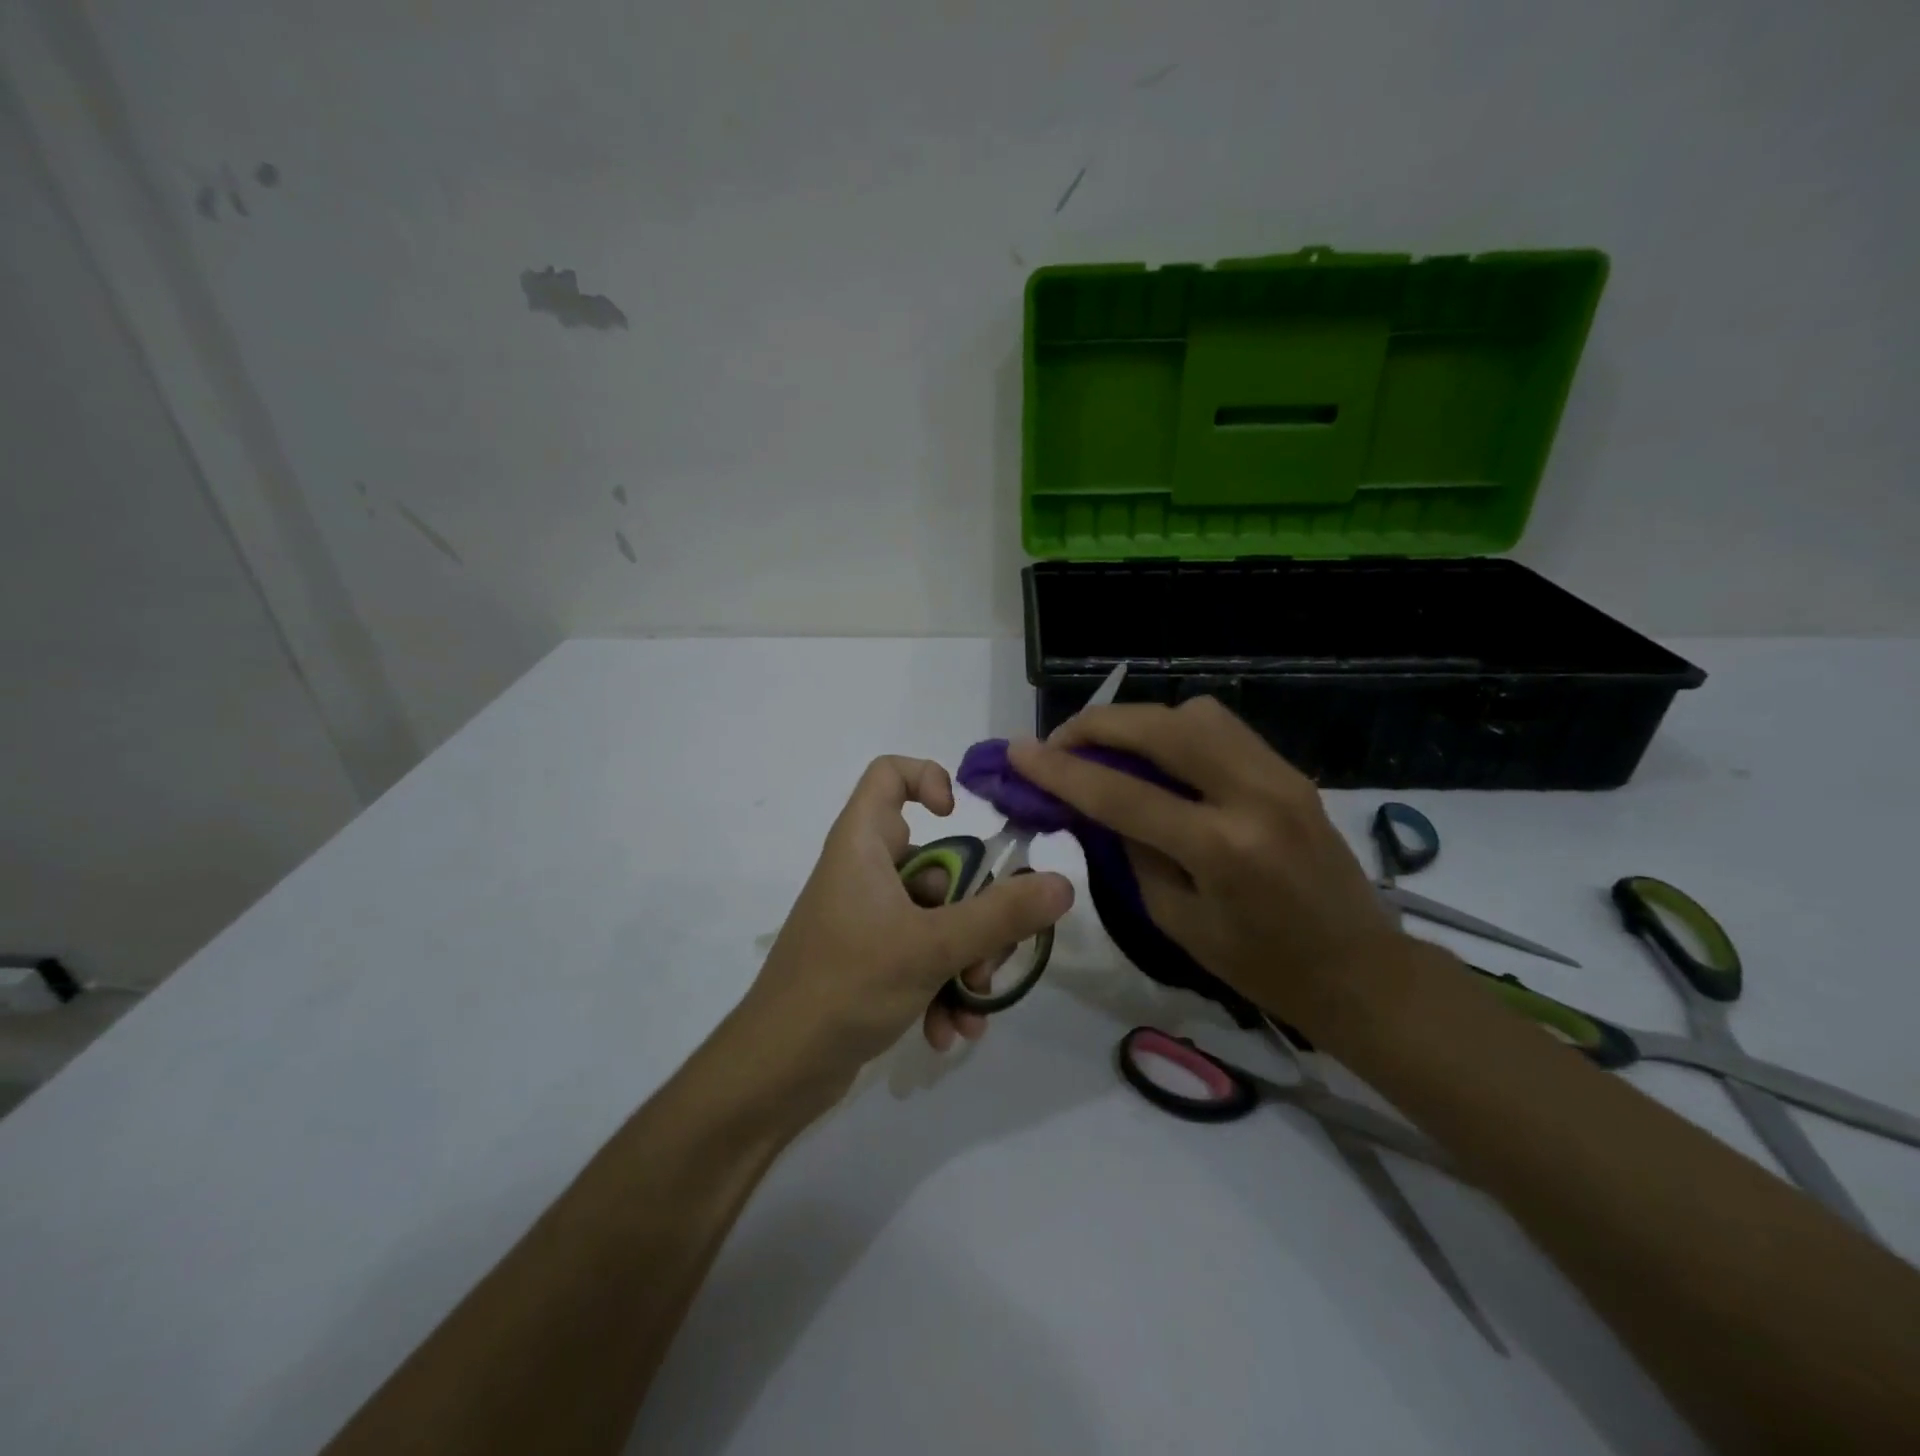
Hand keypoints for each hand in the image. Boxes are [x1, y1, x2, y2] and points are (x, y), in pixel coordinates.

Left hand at [745, 756, 1073, 1090]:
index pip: (887, 775)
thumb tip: (1062, 883)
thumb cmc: (846, 986)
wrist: (776, 1072)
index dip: (927, 779)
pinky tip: (949, 1034)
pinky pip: (919, 957)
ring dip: (963, 963)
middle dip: (974, 916)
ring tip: (971, 1007)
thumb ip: (1000, 916)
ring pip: (936, 919)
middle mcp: (864, 873)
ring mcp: (866, 919)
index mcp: (863, 845)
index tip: (961, 818)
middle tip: (990, 956)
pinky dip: (939, 988)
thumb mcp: (931, 947)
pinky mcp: (868, 961)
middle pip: (938, 865)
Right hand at [1006, 699, 1403, 1038]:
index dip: (1060, 769)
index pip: (1121, 792)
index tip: (1018, 751)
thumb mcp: (1176, 919)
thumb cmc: (1260, 965)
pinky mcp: (1290, 770)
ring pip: (1194, 712)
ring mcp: (1279, 774)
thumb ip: (1133, 850)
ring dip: (1140, 721)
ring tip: (1108, 746)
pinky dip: (1176, 729)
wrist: (1359, 970)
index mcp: (1220, 848)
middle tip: (1060, 742)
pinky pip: (1222, 727)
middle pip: (1160, 728)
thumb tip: (1097, 800)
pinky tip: (1158, 754)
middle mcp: (1253, 794)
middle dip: (1097, 725)